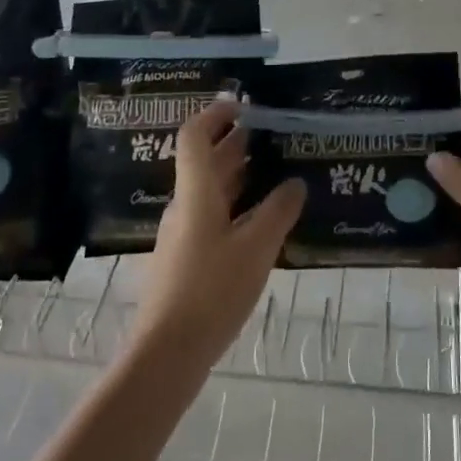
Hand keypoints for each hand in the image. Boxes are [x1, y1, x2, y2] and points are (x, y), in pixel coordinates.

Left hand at [129, 100, 305, 374]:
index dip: (215, 114)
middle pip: (205, 161)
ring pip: (209, 189)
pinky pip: (211, 215)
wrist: (166, 355)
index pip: (195, 136)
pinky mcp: (186, 259)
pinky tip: (260, 220)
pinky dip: (234, 204)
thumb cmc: (211, 292)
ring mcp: (182, 233)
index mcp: (196, 193)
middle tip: (269, 133)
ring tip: (272, 169)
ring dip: (236, 173)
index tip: (243, 105)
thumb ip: (278, 212)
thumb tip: (295, 183)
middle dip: (234, 142)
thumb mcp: (255, 249)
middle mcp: (185, 205)